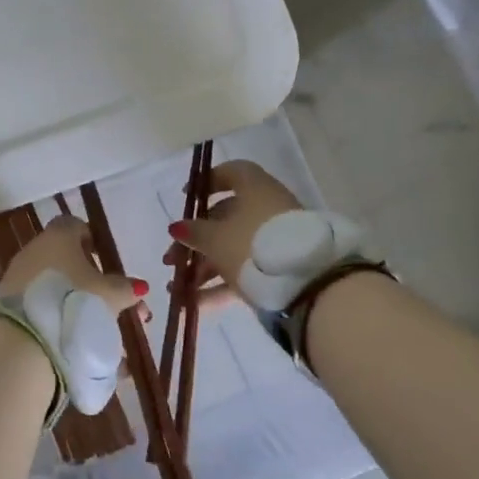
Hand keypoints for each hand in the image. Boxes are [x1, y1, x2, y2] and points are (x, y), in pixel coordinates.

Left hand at [0, 215, 144, 417]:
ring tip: (101, 334)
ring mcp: (18, 278)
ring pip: (54, 287)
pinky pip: (41, 308)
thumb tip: (137, 286)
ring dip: (76, 303)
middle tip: (112, 304)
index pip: (75, 226)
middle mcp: (34, 251)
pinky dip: (59, 320)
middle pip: (65, 260)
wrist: (23, 340)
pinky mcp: (8, 305)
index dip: (92, 240)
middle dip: (90, 281)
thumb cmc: (73, 303)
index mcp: (58, 238)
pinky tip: (79, 344)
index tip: (105, 261)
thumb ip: (125, 288)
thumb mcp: (109, 296)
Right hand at [163, 160, 302, 302]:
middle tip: (171, 258)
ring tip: (177, 288)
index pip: (231, 173)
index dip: (207, 181)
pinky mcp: (279, 270)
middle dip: (194, 239)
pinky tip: (194, 304)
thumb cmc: (253, 246)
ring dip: (202, 267)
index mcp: (255, 189)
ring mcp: (275, 241)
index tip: (186, 197)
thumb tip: (178, 226)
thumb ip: (193, 231)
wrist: (307, 286)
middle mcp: (266, 210)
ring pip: (232, 248)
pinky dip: (219, 286)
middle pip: (225, 218)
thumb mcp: (215, 238)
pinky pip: (243, 272)